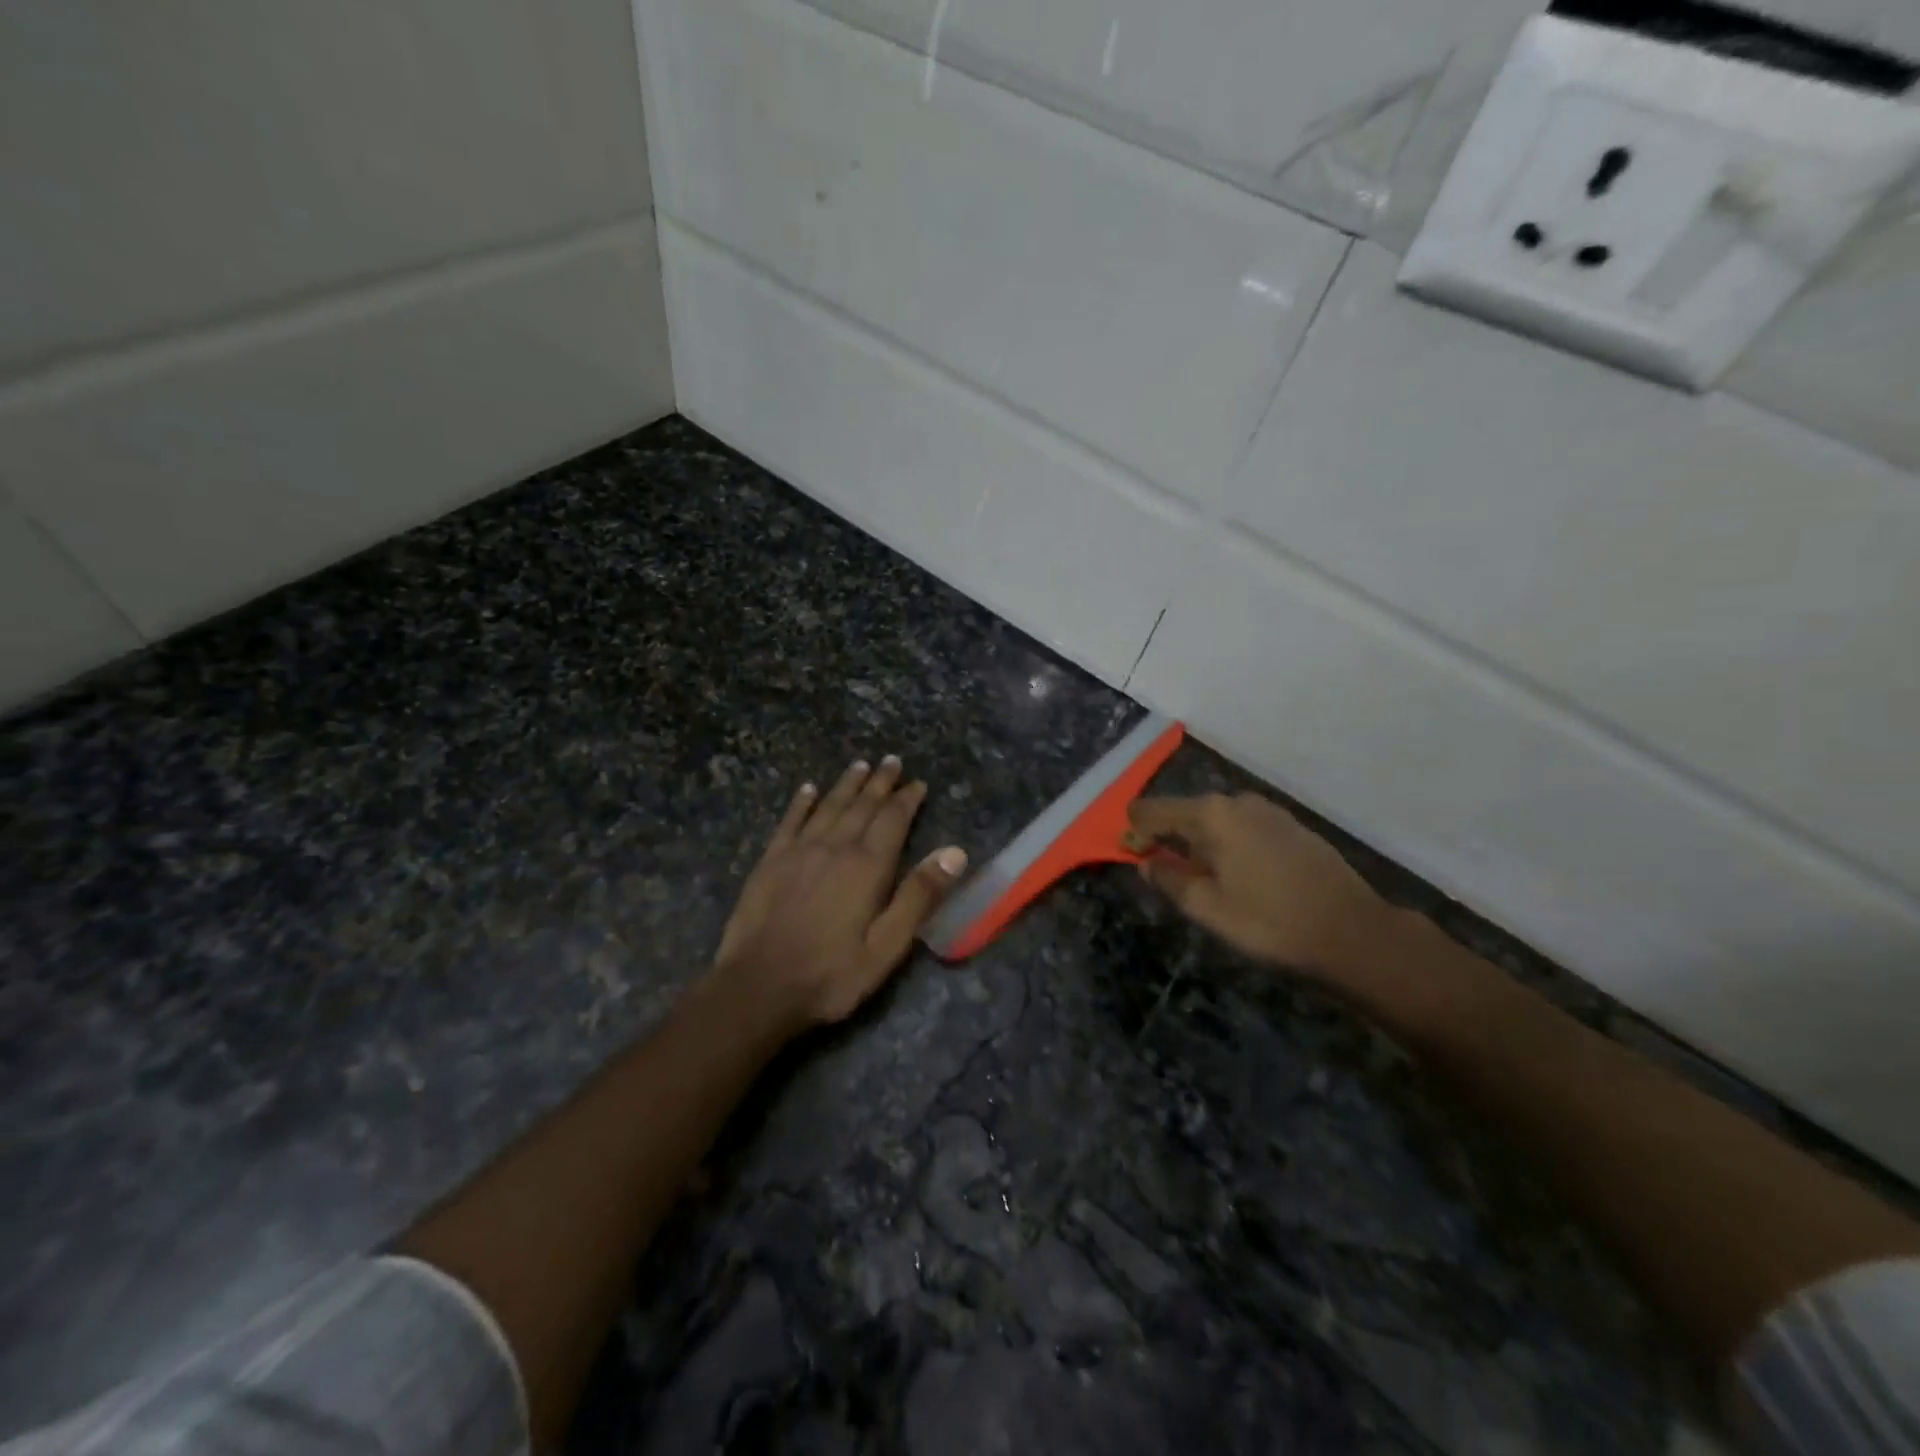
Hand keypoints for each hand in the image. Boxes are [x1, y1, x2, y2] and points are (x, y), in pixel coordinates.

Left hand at [713, 755, 967, 1030]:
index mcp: (867, 867)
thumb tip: (954, 852)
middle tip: (891, 761)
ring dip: (846, 784)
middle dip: (879, 782)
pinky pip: (790, 821)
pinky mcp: (770, 861)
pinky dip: (801, 803)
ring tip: (859, 765)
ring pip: (828, 806)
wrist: (758, 987)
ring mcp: (798, 851)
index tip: (918, 783)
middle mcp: (834, 847)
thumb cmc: (831, 974)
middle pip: (862, 806)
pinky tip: (808, 789)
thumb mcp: (887, 947)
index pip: (893, 820)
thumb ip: (919, 896)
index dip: (907, 799)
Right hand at [1128, 793, 1389, 975]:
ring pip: (1217, 821)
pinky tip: (1243, 878)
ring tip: (1208, 883)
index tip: (1132, 857)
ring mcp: (1268, 810)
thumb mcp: (1206, 908)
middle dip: (1169, 839)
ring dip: (1202, 844)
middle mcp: (1236, 800)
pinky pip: (1244, 828)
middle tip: (1170, 878)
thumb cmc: (1269, 920)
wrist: (1352, 930)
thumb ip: (1168, 879)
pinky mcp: (1291, 825)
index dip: (1134, 831)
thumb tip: (1146, 862)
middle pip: (1185, 812)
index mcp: (1209, 814)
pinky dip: (1230, 845)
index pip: (1151, 810)